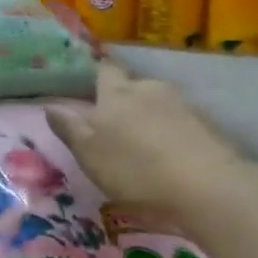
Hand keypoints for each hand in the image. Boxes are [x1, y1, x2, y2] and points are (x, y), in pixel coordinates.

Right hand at [46, 61, 248, 215]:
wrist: (205, 186)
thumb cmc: (135, 169)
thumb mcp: (89, 153)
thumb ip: (69, 127)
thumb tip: (50, 105)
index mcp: (116, 94)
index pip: (105, 70)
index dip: (98, 74)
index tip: (91, 84)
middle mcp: (149, 89)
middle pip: (134, 85)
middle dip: (125, 98)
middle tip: (116, 123)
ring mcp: (182, 105)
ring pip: (159, 103)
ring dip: (150, 116)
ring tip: (145, 143)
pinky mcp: (207, 125)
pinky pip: (182, 122)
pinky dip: (173, 133)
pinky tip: (171, 155)